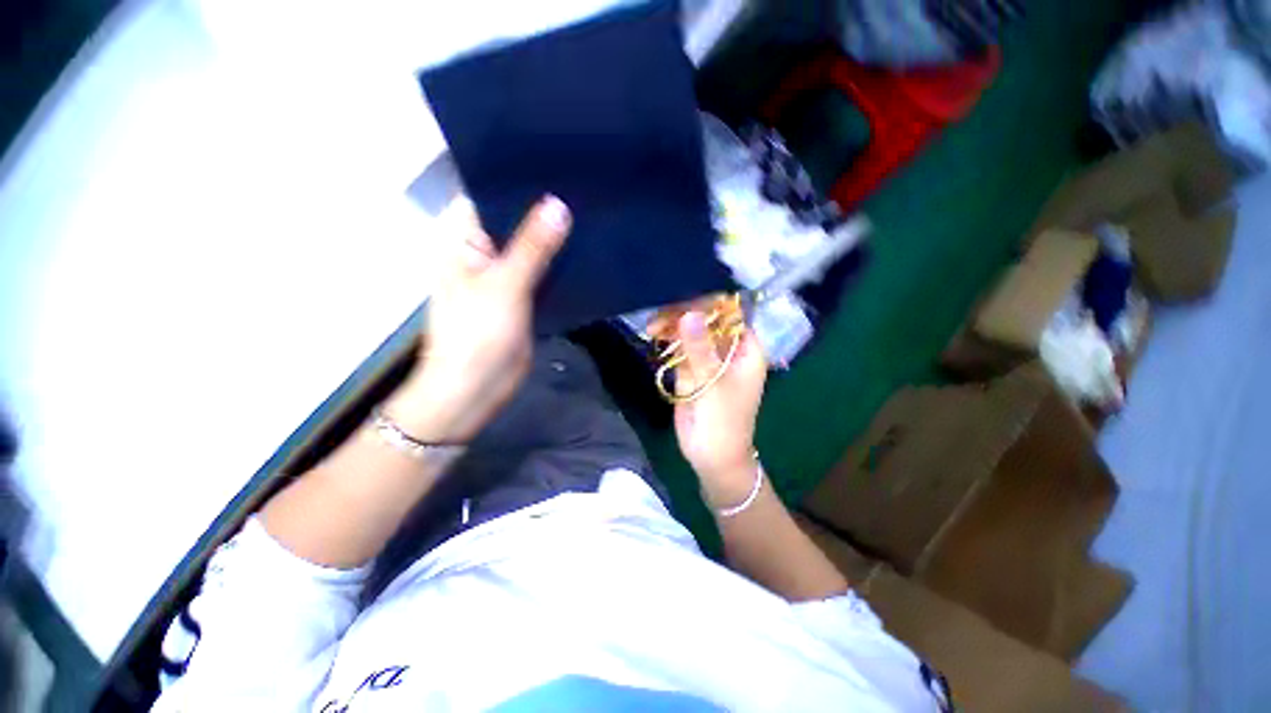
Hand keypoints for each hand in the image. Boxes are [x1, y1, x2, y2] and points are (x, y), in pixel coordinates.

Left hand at [389, 196, 570, 442]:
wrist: (477, 388)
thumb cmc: (477, 334)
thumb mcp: (505, 285)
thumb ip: (532, 246)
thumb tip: (558, 205)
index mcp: (463, 241)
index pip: (489, 197)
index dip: (518, 182)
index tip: (554, 163)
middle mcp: (482, 254)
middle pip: (515, 224)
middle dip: (543, 211)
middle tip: (582, 186)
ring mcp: (505, 278)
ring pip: (532, 250)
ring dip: (555, 239)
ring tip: (591, 212)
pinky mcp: (523, 298)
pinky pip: (543, 274)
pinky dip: (560, 265)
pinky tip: (585, 251)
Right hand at [672, 310, 767, 505]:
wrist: (710, 456)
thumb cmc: (724, 422)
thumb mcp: (714, 384)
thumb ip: (700, 349)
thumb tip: (688, 314)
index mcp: (746, 349)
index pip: (731, 314)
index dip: (710, 303)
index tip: (683, 297)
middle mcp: (728, 349)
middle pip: (707, 321)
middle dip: (685, 314)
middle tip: (661, 315)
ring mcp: (707, 357)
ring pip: (690, 332)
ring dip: (672, 326)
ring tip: (653, 326)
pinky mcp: (690, 368)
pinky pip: (679, 347)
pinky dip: (667, 340)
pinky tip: (654, 333)